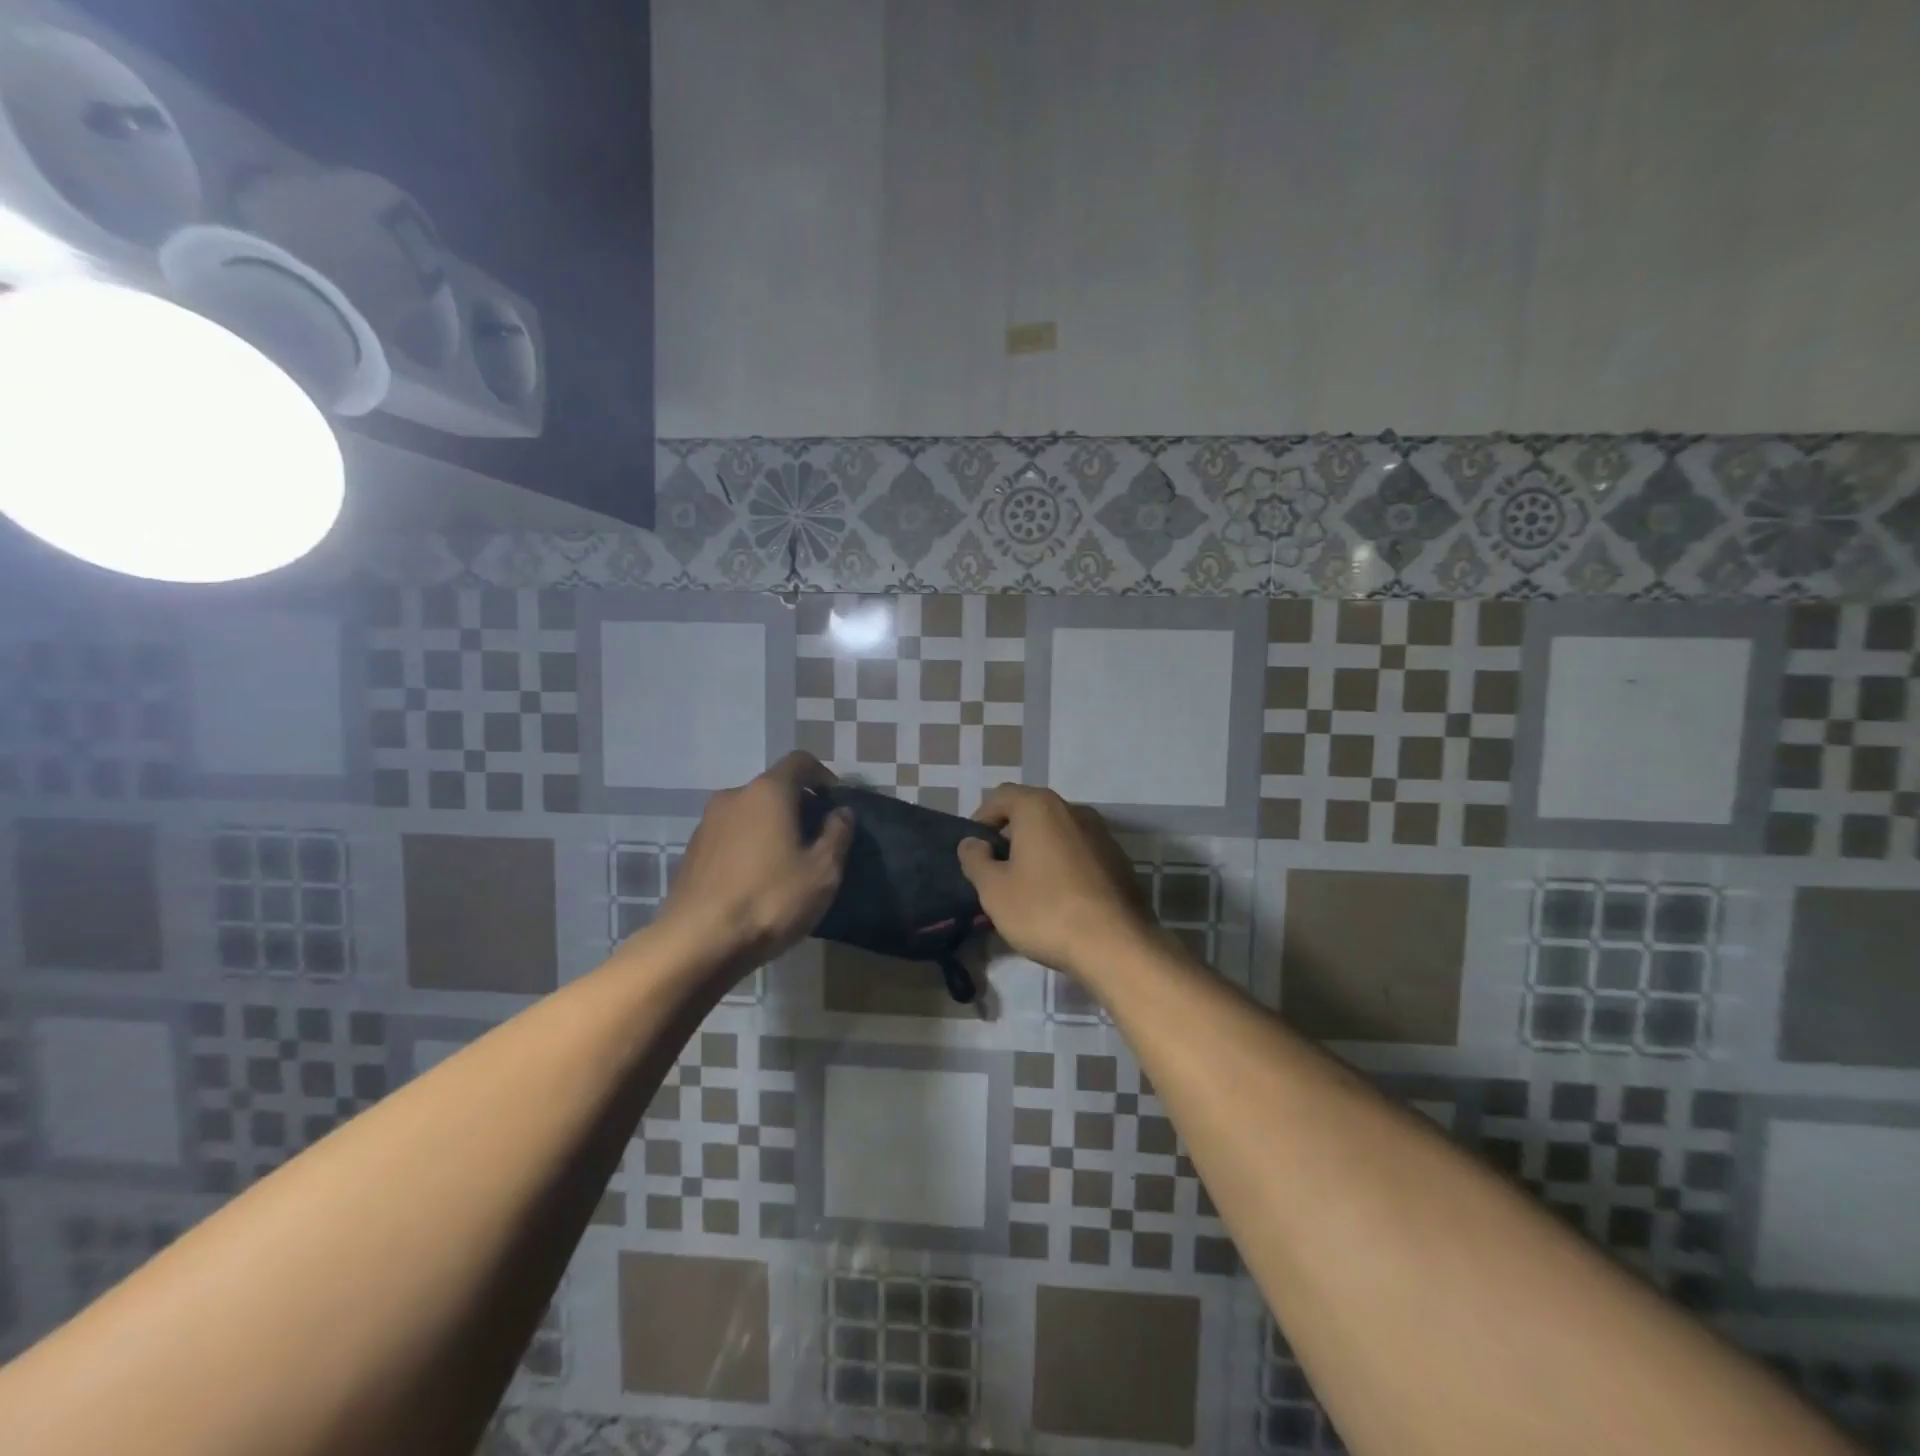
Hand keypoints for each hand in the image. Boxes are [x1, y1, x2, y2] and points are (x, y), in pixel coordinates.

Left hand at [654, 752, 853, 969]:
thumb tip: (840, 812)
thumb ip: (837, 834)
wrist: (698, 943)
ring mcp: (707, 824)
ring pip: (749, 813)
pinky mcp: (692, 852)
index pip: (800, 761)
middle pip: (773, 788)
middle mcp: (733, 796)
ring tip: (787, 864)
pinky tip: (758, 882)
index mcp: (768, 792)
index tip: (835, 803)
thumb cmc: (770, 899)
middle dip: (798, 806)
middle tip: (817, 840)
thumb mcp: (822, 871)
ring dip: (771, 828)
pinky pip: (730, 837)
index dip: (823, 776)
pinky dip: (749, 847)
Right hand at [957, 784, 1156, 979]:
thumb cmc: (1044, 910)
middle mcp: (1073, 810)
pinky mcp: (1119, 860)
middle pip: (1032, 811)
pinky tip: (1059, 896)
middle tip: (996, 868)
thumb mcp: (994, 890)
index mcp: (1039, 807)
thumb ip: (975, 860)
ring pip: (1058, 832)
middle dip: (1011, 834)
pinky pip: (1080, 852)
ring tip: (1027, 884)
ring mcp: (1102, 833)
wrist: (1116, 945)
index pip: (1000, 796)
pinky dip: (1064, 864)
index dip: (982, 819)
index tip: (974, 849)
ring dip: (1039, 849)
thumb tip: (972, 843)